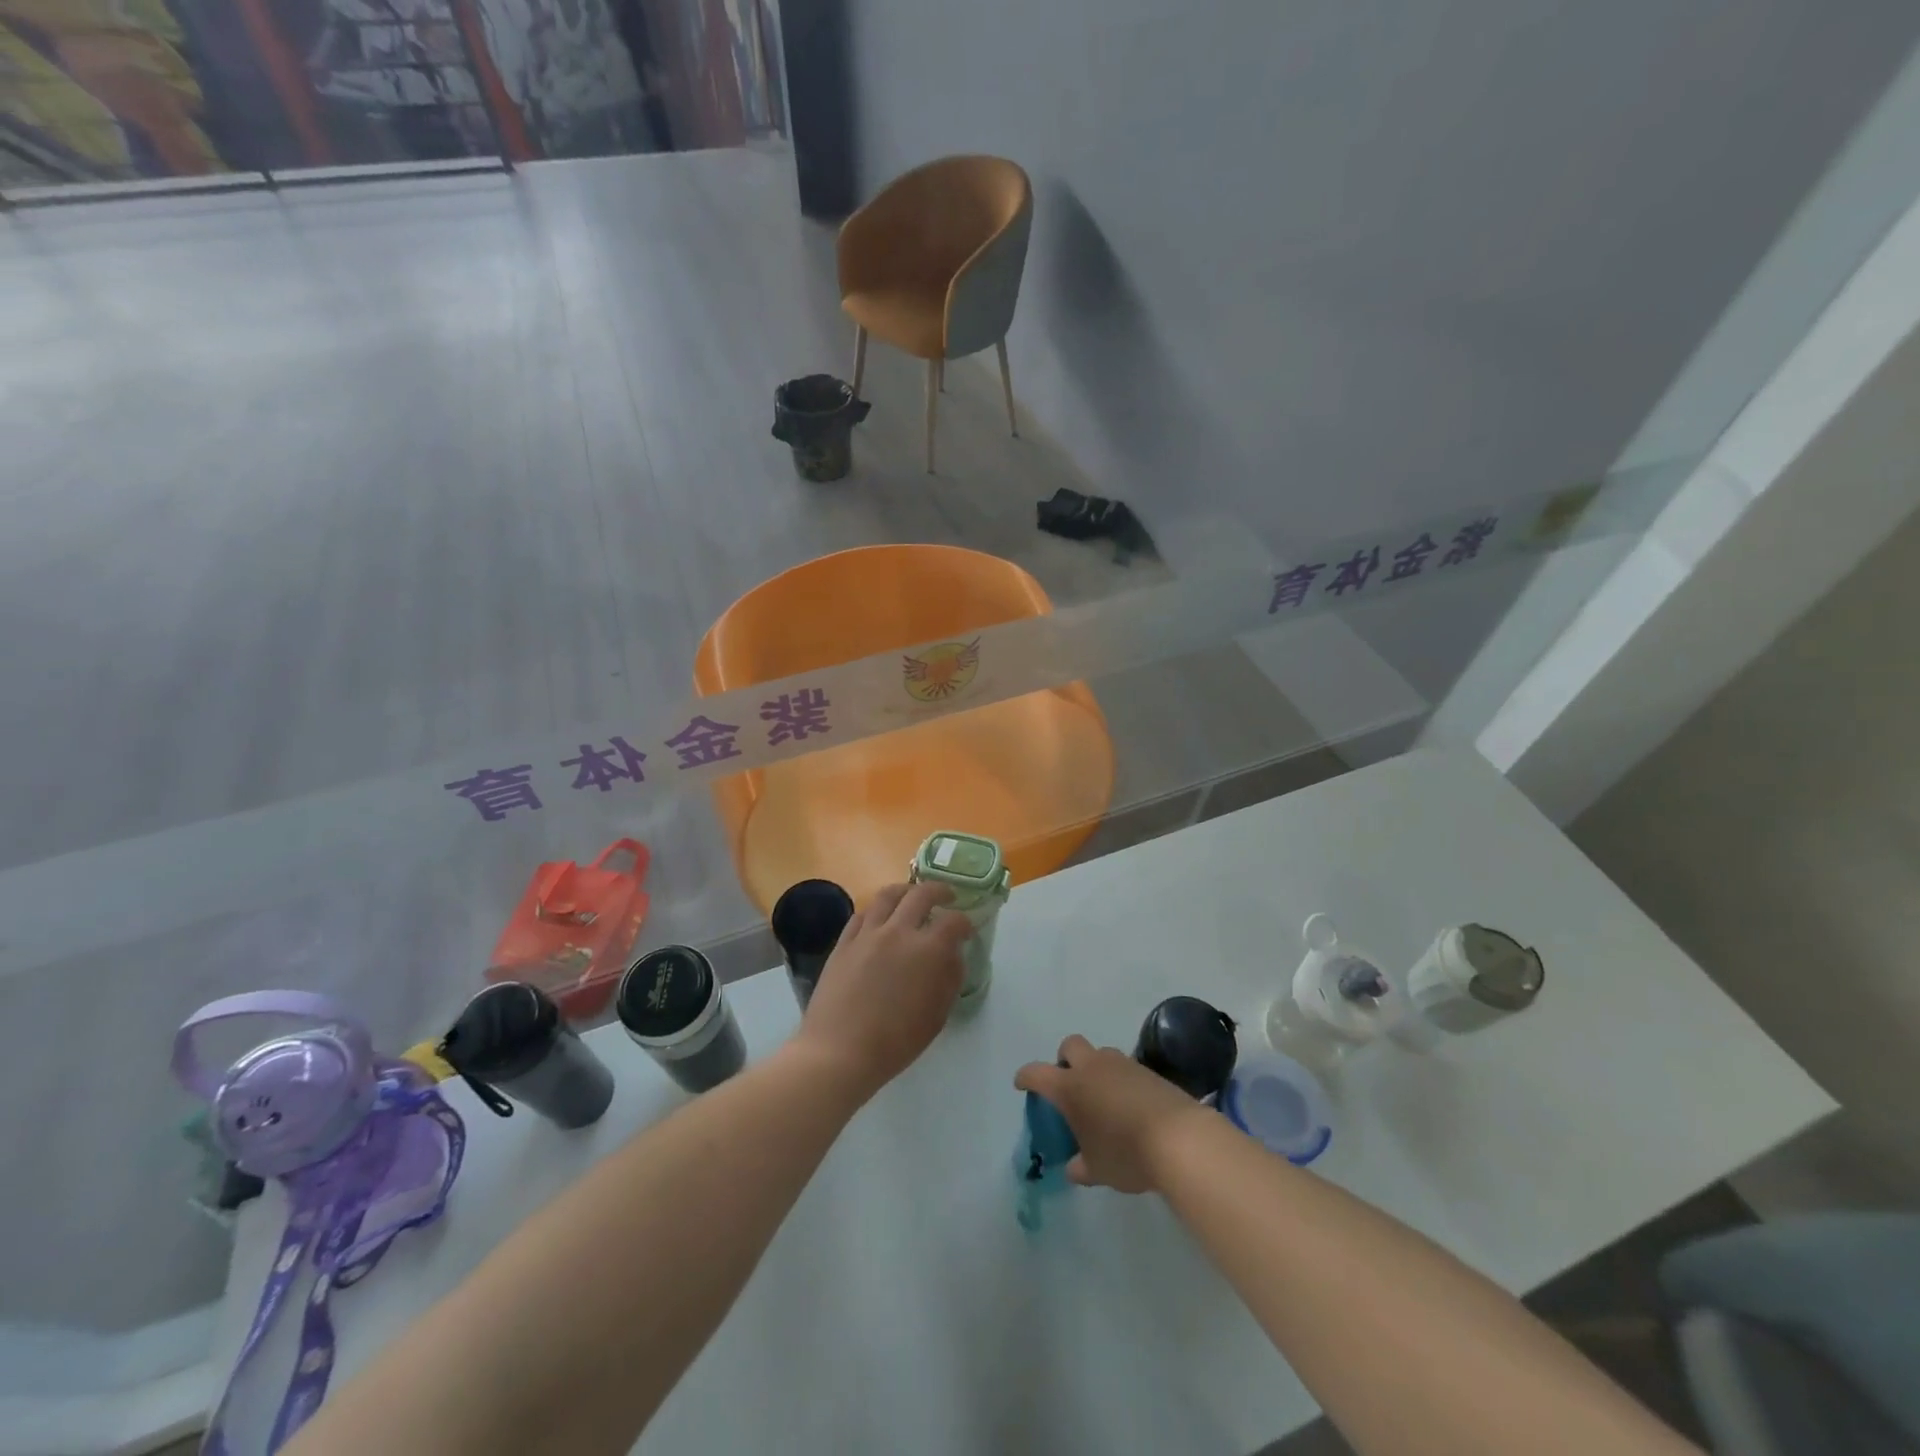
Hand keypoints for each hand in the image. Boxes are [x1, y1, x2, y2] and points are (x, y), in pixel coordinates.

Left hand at [793, 881, 970, 1098]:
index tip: (966, 930)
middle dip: (939, 891)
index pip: (954, 921)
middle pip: (922, 895)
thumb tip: (953, 955)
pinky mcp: (844, 942)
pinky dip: (877, 910)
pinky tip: (880, 917)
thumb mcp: (937, 1015)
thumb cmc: (896, 1041)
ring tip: (911, 896)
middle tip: (945, 897)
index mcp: (928, 950)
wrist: (840, 1051)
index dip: (964, 923)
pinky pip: (862, 914)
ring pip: (888, 895)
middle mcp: (899, 931)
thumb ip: (950, 978)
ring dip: (905, 891)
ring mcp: (868, 933)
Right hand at [1014, 1035, 1211, 1192]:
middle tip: (1070, 1085)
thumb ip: (1080, 1166)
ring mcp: (1122, 1065)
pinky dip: (1120, 1081)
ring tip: (1103, 1099)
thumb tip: (1074, 1168)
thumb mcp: (1097, 1169)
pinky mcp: (1148, 1071)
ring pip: (1100, 1054)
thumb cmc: (1126, 1154)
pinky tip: (1128, 1106)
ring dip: (1096, 1069)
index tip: (1022, 1084)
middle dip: (1065, 1060)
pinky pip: (1125, 1068)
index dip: (1026, 1077)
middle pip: (1070, 1046)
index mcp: (1070, 1087)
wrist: (1179, 1139)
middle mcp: (1093, 1068)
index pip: (1037, 1073)